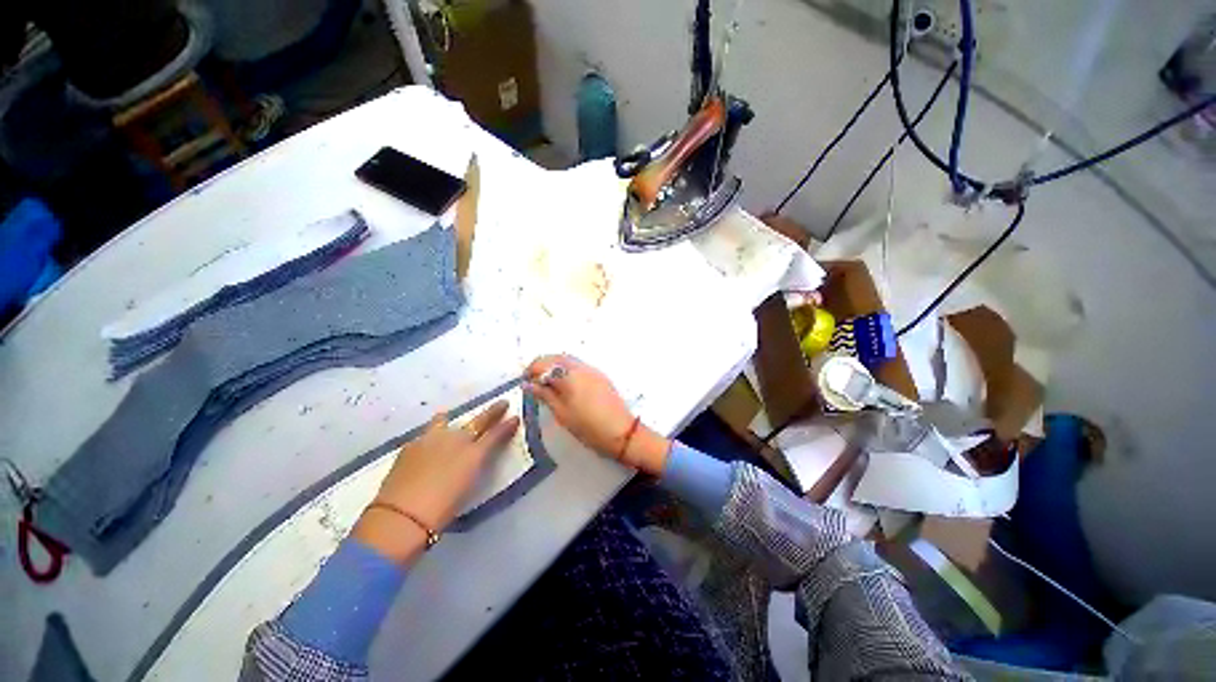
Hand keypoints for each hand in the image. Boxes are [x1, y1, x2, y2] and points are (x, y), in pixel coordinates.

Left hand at [351, 402, 518, 565]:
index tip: (516, 417)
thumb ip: (475, 465)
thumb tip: (476, 456)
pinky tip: (426, 448)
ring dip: (452, 420)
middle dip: (492, 412)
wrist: (402, 515)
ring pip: (445, 421)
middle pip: (478, 421)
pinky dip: (431, 438)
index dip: (507, 425)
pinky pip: (426, 435)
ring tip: (449, 419)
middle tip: (502, 404)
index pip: (496, 434)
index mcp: (474, 453)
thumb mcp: (468, 486)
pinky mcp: (411, 446)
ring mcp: (432, 440)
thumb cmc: (442, 509)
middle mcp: (456, 440)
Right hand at [525, 355, 669, 475]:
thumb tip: (529, 384)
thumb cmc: (589, 427)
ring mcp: (593, 370)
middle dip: (542, 365)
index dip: (532, 370)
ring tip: (547, 385)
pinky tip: (564, 385)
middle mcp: (582, 367)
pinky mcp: (600, 376)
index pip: (544, 363)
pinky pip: (579, 366)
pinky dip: (567, 370)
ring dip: (555, 367)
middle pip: (557, 357)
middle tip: (534, 382)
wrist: (622, 432)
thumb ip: (545, 395)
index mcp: (570, 375)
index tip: (525, 382)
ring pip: (568, 360)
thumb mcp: (562, 413)